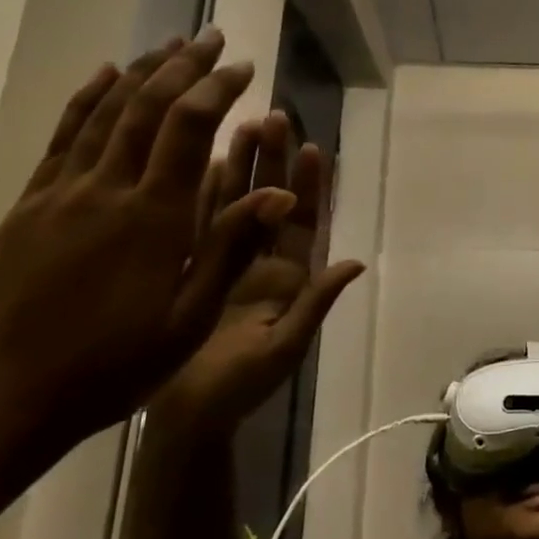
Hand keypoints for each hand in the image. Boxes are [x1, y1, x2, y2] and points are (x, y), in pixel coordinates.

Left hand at [0, 31, 285, 459]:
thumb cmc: (112, 367)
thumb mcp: (188, 318)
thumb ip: (230, 247)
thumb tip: (279, 193)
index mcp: (153, 216)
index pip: (189, 128)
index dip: (218, 90)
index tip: (244, 67)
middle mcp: (106, 189)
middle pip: (147, 107)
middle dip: (184, 66)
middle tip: (213, 37)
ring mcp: (60, 194)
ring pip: (104, 113)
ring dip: (141, 72)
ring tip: (168, 45)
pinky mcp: (29, 206)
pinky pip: (61, 138)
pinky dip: (86, 100)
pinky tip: (104, 77)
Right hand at [153, 110, 365, 433]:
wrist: (184, 420)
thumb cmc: (238, 389)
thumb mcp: (283, 349)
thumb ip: (316, 304)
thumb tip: (354, 262)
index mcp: (287, 280)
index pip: (303, 222)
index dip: (310, 185)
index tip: (312, 147)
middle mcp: (260, 263)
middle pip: (271, 201)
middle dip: (273, 162)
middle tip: (272, 118)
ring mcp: (225, 264)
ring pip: (235, 204)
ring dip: (239, 167)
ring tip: (238, 126)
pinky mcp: (192, 270)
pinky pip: (198, 224)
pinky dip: (200, 193)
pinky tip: (198, 161)